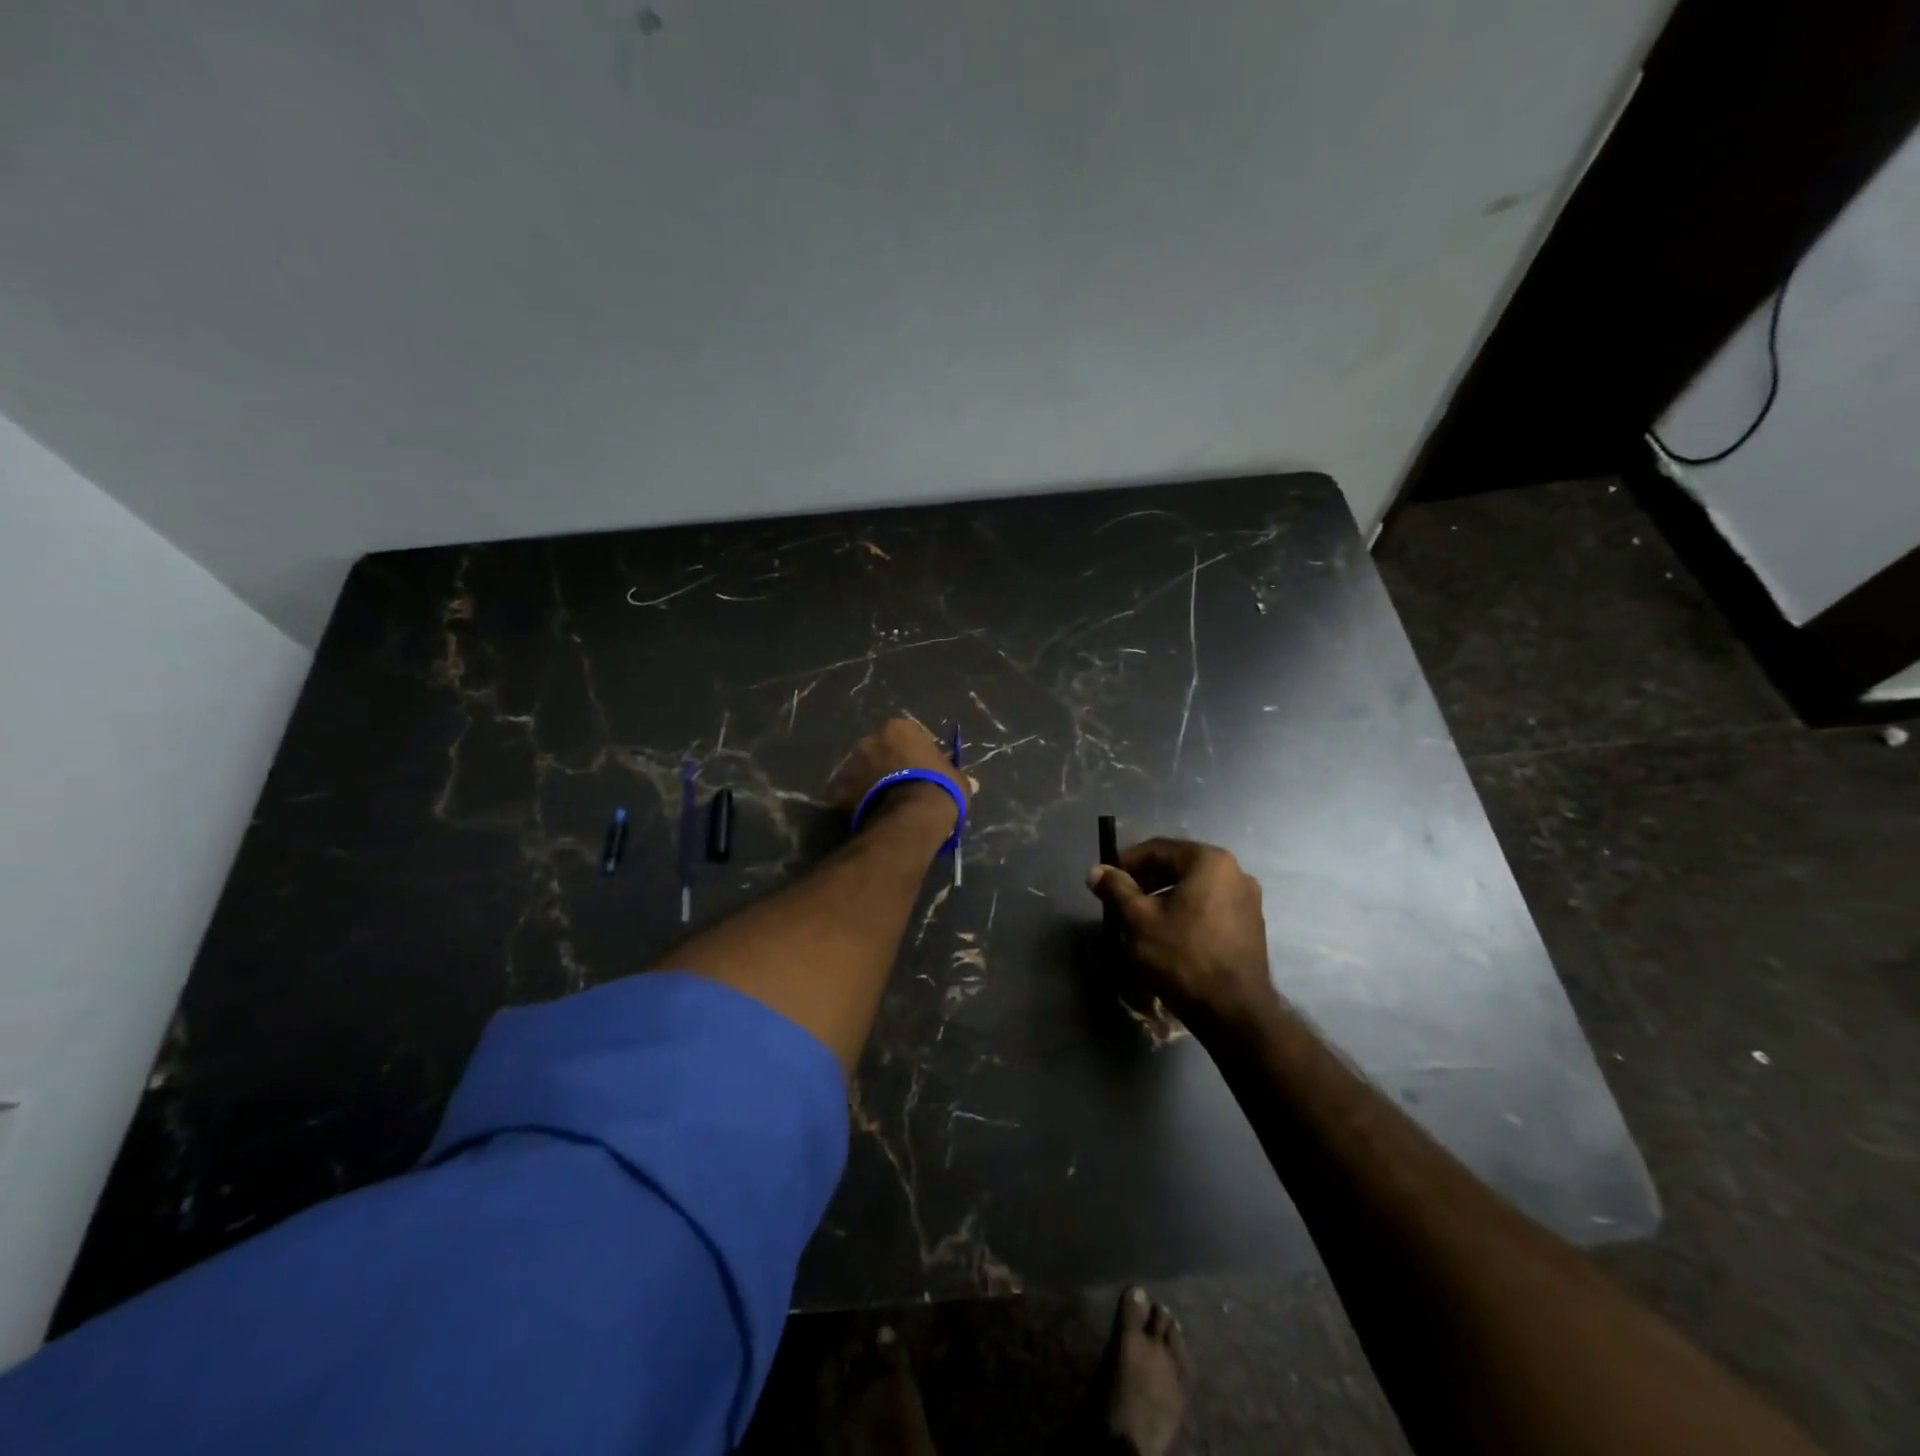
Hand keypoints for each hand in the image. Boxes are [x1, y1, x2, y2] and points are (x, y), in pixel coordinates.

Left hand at [830, 718, 972, 831]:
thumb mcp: (958, 781)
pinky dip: (857, 804)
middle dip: (888, 765)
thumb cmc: (938, 789)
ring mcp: (850, 765)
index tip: (925, 769)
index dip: (917, 753)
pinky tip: (871, 817)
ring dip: (870, 783)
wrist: (910, 818)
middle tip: (903, 786)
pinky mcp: (838, 791)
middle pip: (880, 750)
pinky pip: (849, 795)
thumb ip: (958, 777)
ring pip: (861, 772)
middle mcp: (869, 740)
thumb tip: (971, 783)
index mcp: (898, 729)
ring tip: (886, 805)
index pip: (908, 735)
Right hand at [1086, 837, 1275, 1023]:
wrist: (1234, 1012)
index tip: (1106, 881)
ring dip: (1164, 896)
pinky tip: (1169, 934)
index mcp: (1209, 861)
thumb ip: (1116, 889)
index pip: (1157, 849)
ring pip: (1194, 887)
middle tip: (1120, 900)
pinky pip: (1210, 905)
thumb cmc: (1182, 957)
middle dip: (1146, 880)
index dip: (1126, 862)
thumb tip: (1095, 871)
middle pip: (1178, 866)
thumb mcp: (1139, 920)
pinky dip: (1186, 911)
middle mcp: (1235, 872)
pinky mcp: (1251, 924)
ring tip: (1140, 919)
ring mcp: (1248, 899)